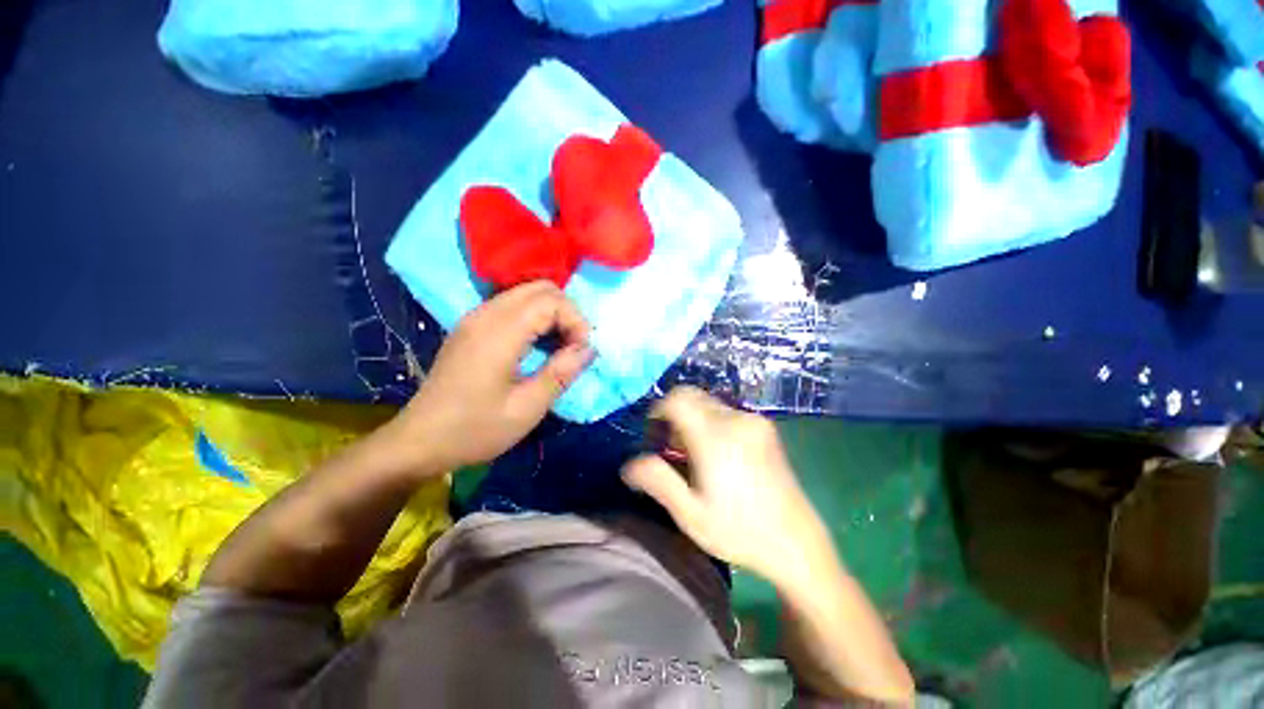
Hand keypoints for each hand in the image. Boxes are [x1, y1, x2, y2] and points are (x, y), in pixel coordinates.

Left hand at [389, 282, 591, 474]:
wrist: (419, 442)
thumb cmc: (475, 430)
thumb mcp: (527, 409)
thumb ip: (561, 373)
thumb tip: (589, 349)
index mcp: (499, 332)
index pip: (551, 301)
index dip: (575, 320)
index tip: (581, 351)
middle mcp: (486, 314)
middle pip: (540, 288)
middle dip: (566, 312)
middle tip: (573, 345)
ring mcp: (475, 317)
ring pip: (526, 293)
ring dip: (551, 313)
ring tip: (559, 346)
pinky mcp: (471, 326)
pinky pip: (512, 305)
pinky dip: (534, 317)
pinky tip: (537, 345)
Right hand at [622, 387, 832, 587]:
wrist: (798, 544)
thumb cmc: (739, 532)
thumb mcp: (690, 514)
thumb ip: (657, 481)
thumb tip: (628, 465)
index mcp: (715, 437)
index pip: (677, 398)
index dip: (658, 410)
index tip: (653, 436)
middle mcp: (736, 419)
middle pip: (692, 396)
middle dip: (674, 415)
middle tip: (672, 450)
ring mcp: (754, 421)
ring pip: (709, 403)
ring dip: (692, 420)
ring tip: (694, 456)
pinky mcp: (765, 428)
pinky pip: (726, 412)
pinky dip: (711, 423)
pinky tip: (717, 454)